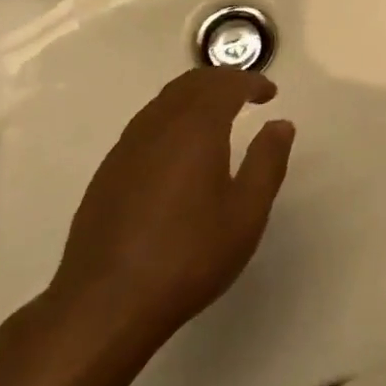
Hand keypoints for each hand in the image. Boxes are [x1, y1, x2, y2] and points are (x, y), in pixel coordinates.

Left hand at [41, 67, 294, 358]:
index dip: (250, 81)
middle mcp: (158, 125)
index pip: (226, 84)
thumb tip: (280, 124)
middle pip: (191, 83)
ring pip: (164, 101)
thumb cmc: (188, 256)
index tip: (269, 93)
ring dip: (194, 96)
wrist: (105, 304)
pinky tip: (179, 149)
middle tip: (246, 94)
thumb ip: (267, 162)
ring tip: (217, 115)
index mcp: (196, 127)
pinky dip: (172, 118)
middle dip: (222, 81)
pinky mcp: (108, 172)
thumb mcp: (246, 213)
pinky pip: (146, 124)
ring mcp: (127, 147)